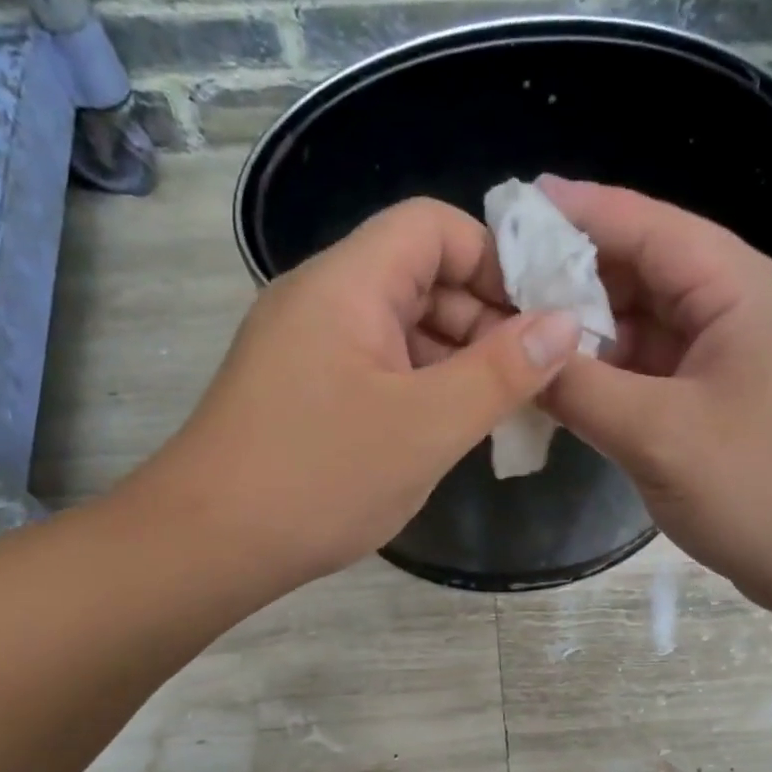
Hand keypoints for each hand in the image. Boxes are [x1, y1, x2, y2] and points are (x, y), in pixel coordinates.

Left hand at [119, 198, 579, 594]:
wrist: (207, 545)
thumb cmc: (321, 479)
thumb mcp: (427, 427)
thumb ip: (501, 372)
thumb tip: (564, 323)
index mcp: (347, 283)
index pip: (433, 226)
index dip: (494, 260)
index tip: (540, 317)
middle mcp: (320, 300)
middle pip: (417, 277)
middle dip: (481, 319)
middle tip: (529, 378)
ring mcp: (304, 348)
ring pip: (396, 330)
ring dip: (452, 361)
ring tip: (496, 412)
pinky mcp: (298, 392)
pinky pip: (372, 369)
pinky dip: (416, 389)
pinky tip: (442, 432)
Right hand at [537, 176, 771, 609]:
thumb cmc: (759, 490)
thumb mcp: (657, 435)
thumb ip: (579, 388)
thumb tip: (516, 355)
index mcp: (742, 292)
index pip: (653, 228)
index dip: (582, 212)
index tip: (516, 203)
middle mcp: (740, 311)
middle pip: (647, 273)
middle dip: (574, 277)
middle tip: (499, 279)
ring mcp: (732, 360)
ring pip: (647, 327)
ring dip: (588, 331)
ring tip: (515, 329)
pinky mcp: (721, 402)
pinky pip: (654, 372)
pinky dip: (609, 374)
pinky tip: (560, 380)